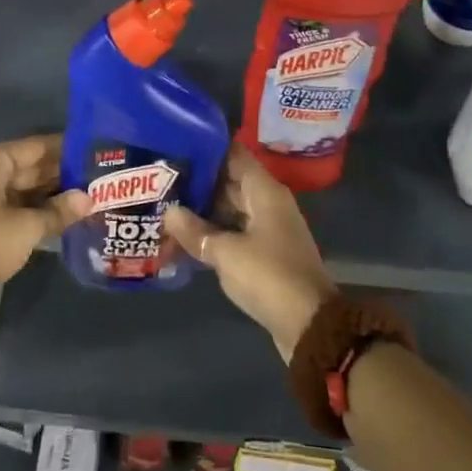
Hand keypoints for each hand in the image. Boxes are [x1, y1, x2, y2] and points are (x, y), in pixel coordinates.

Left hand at [0, 136, 89, 332]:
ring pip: (14, 185)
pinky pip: (3, 201)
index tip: (93, 150)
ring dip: (45, 192)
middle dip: (57, 174)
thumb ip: (59, 211)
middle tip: (94, 176)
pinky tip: (55, 213)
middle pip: (23, 165)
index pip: (33, 147)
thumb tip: (89, 199)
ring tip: (83, 194)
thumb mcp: (26, 229)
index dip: (65, 149)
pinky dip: (27, 206)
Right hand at [163, 145, 337, 361]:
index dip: (207, 148)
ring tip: (166, 207)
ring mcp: (269, 229)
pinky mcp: (266, 253)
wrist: (308, 325)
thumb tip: (169, 212)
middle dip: (199, 182)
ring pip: (231, 209)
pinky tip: (186, 238)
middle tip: (162, 180)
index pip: (234, 155)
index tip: (177, 145)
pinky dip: (214, 233)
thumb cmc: (268, 275)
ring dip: (204, 211)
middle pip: (231, 182)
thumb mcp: (226, 252)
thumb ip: (196, 230)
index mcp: (265, 191)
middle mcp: (268, 203)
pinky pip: (235, 232)